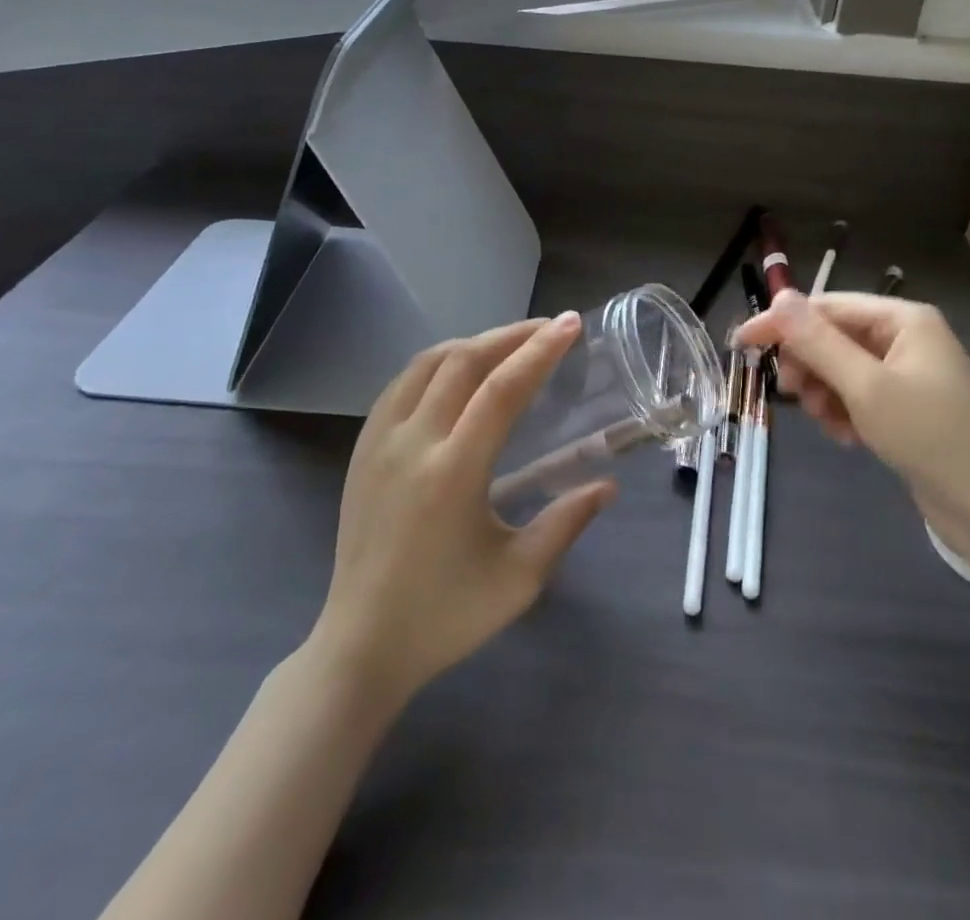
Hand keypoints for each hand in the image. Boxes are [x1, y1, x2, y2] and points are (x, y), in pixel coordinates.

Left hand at [311, 313, 614, 705]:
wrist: (362, 645)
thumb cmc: (447, 615)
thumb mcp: (520, 577)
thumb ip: (566, 522)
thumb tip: (607, 485)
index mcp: (453, 473)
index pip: (502, 389)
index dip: (540, 351)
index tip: (570, 324)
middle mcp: (412, 444)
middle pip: (464, 361)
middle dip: (511, 335)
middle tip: (549, 327)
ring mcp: (379, 442)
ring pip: (427, 363)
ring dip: (473, 342)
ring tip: (509, 343)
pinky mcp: (362, 449)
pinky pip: (401, 383)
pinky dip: (437, 362)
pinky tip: (457, 371)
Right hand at [734, 291, 969, 568]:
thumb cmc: (931, 437)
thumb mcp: (866, 387)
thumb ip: (819, 342)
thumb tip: (780, 295)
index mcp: (902, 319)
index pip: (826, 307)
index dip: (782, 323)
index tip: (741, 344)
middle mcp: (905, 338)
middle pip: (833, 337)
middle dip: (809, 365)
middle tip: (792, 395)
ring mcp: (908, 374)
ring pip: (841, 369)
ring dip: (824, 393)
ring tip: (829, 424)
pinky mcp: (907, 407)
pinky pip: (858, 395)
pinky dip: (844, 412)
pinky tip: (847, 438)